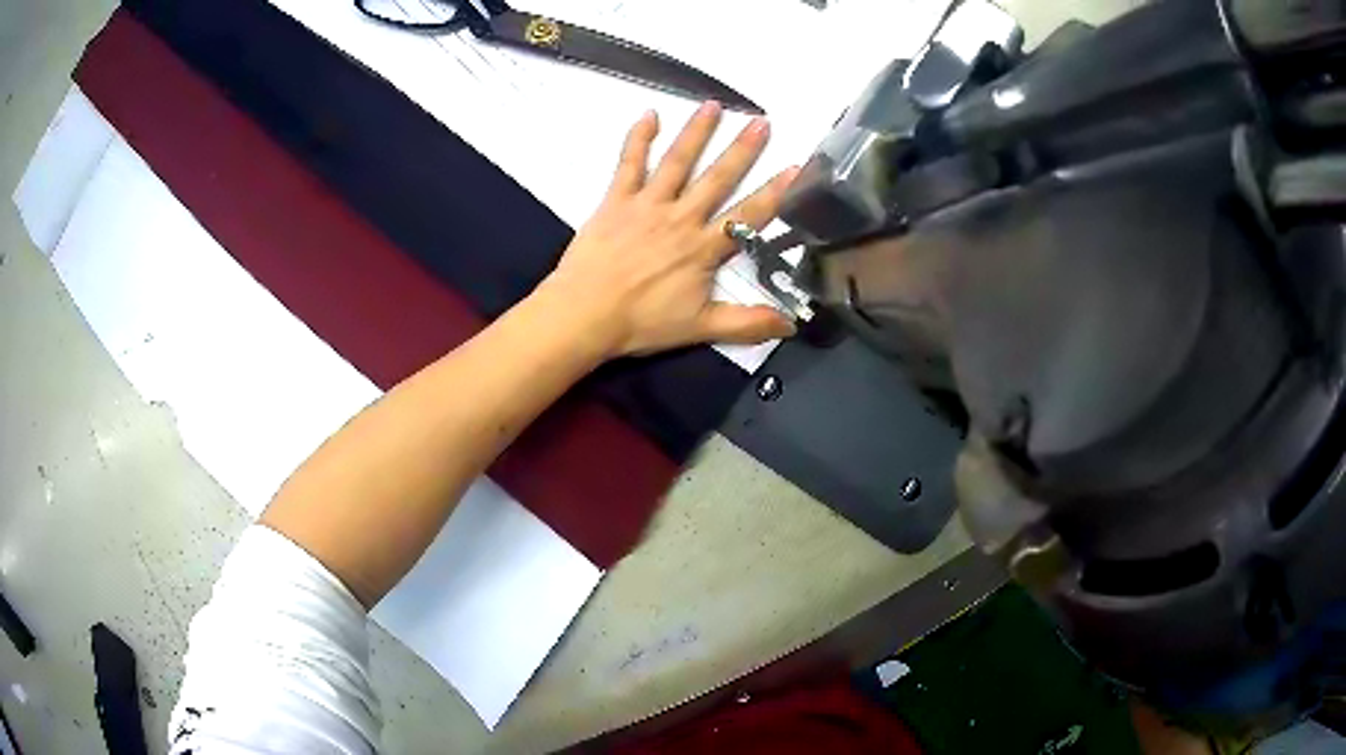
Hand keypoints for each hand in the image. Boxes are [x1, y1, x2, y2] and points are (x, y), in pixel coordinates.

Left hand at [536, 102, 798, 357]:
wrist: (584, 314)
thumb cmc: (642, 323)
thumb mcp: (700, 328)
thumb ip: (747, 324)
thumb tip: (792, 325)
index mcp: (704, 248)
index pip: (749, 215)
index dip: (776, 192)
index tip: (796, 167)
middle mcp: (681, 218)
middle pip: (717, 178)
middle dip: (742, 149)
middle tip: (761, 121)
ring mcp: (647, 204)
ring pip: (678, 161)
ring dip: (697, 132)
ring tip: (714, 105)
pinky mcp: (616, 200)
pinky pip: (629, 163)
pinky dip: (638, 138)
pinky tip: (650, 115)